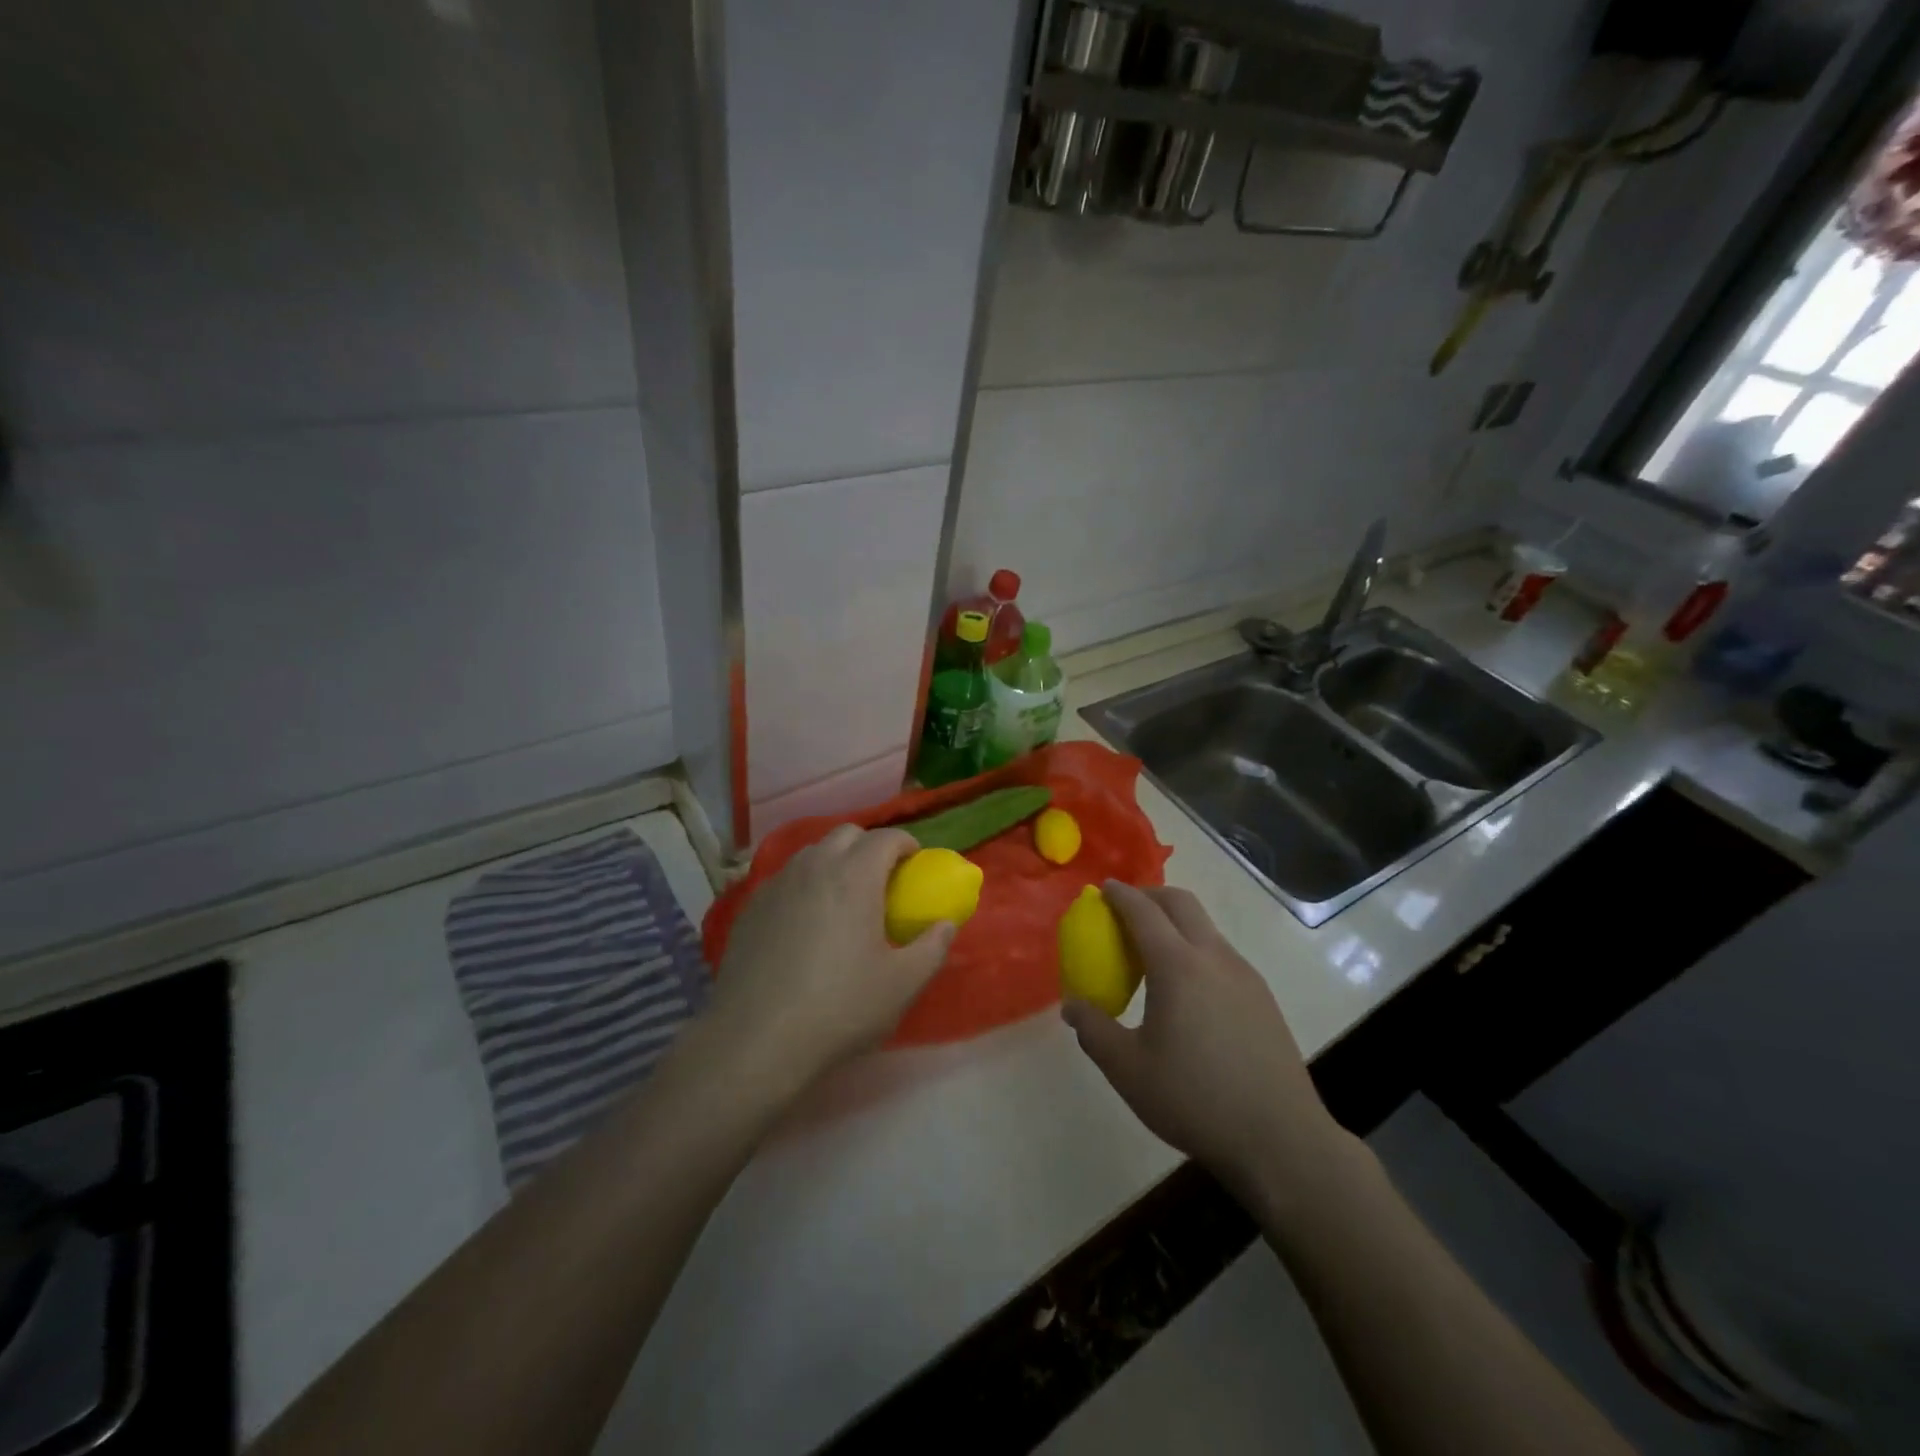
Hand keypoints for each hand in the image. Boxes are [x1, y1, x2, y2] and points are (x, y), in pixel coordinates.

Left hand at [709, 825, 954, 1088]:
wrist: (756, 1039)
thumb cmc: (839, 1008)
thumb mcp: (902, 985)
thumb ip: (932, 948)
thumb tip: (945, 924)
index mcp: (854, 877)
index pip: (886, 838)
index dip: (906, 844)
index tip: (916, 864)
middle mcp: (813, 867)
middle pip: (846, 834)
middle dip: (870, 846)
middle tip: (882, 879)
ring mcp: (777, 884)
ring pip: (812, 853)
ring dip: (835, 861)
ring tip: (844, 897)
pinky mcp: (750, 907)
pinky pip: (786, 878)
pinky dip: (805, 884)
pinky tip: (806, 921)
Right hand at [1062, 881, 1351, 1201]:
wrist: (1281, 1139)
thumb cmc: (1195, 1099)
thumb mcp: (1128, 1070)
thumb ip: (1093, 1031)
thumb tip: (1072, 1006)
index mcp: (1178, 966)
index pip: (1144, 911)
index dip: (1120, 895)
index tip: (1103, 889)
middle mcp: (1214, 957)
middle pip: (1181, 903)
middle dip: (1150, 896)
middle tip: (1125, 910)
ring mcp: (1244, 975)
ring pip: (1205, 926)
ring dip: (1175, 922)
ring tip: (1151, 951)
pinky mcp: (1262, 996)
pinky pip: (1220, 952)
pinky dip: (1194, 947)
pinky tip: (1185, 989)